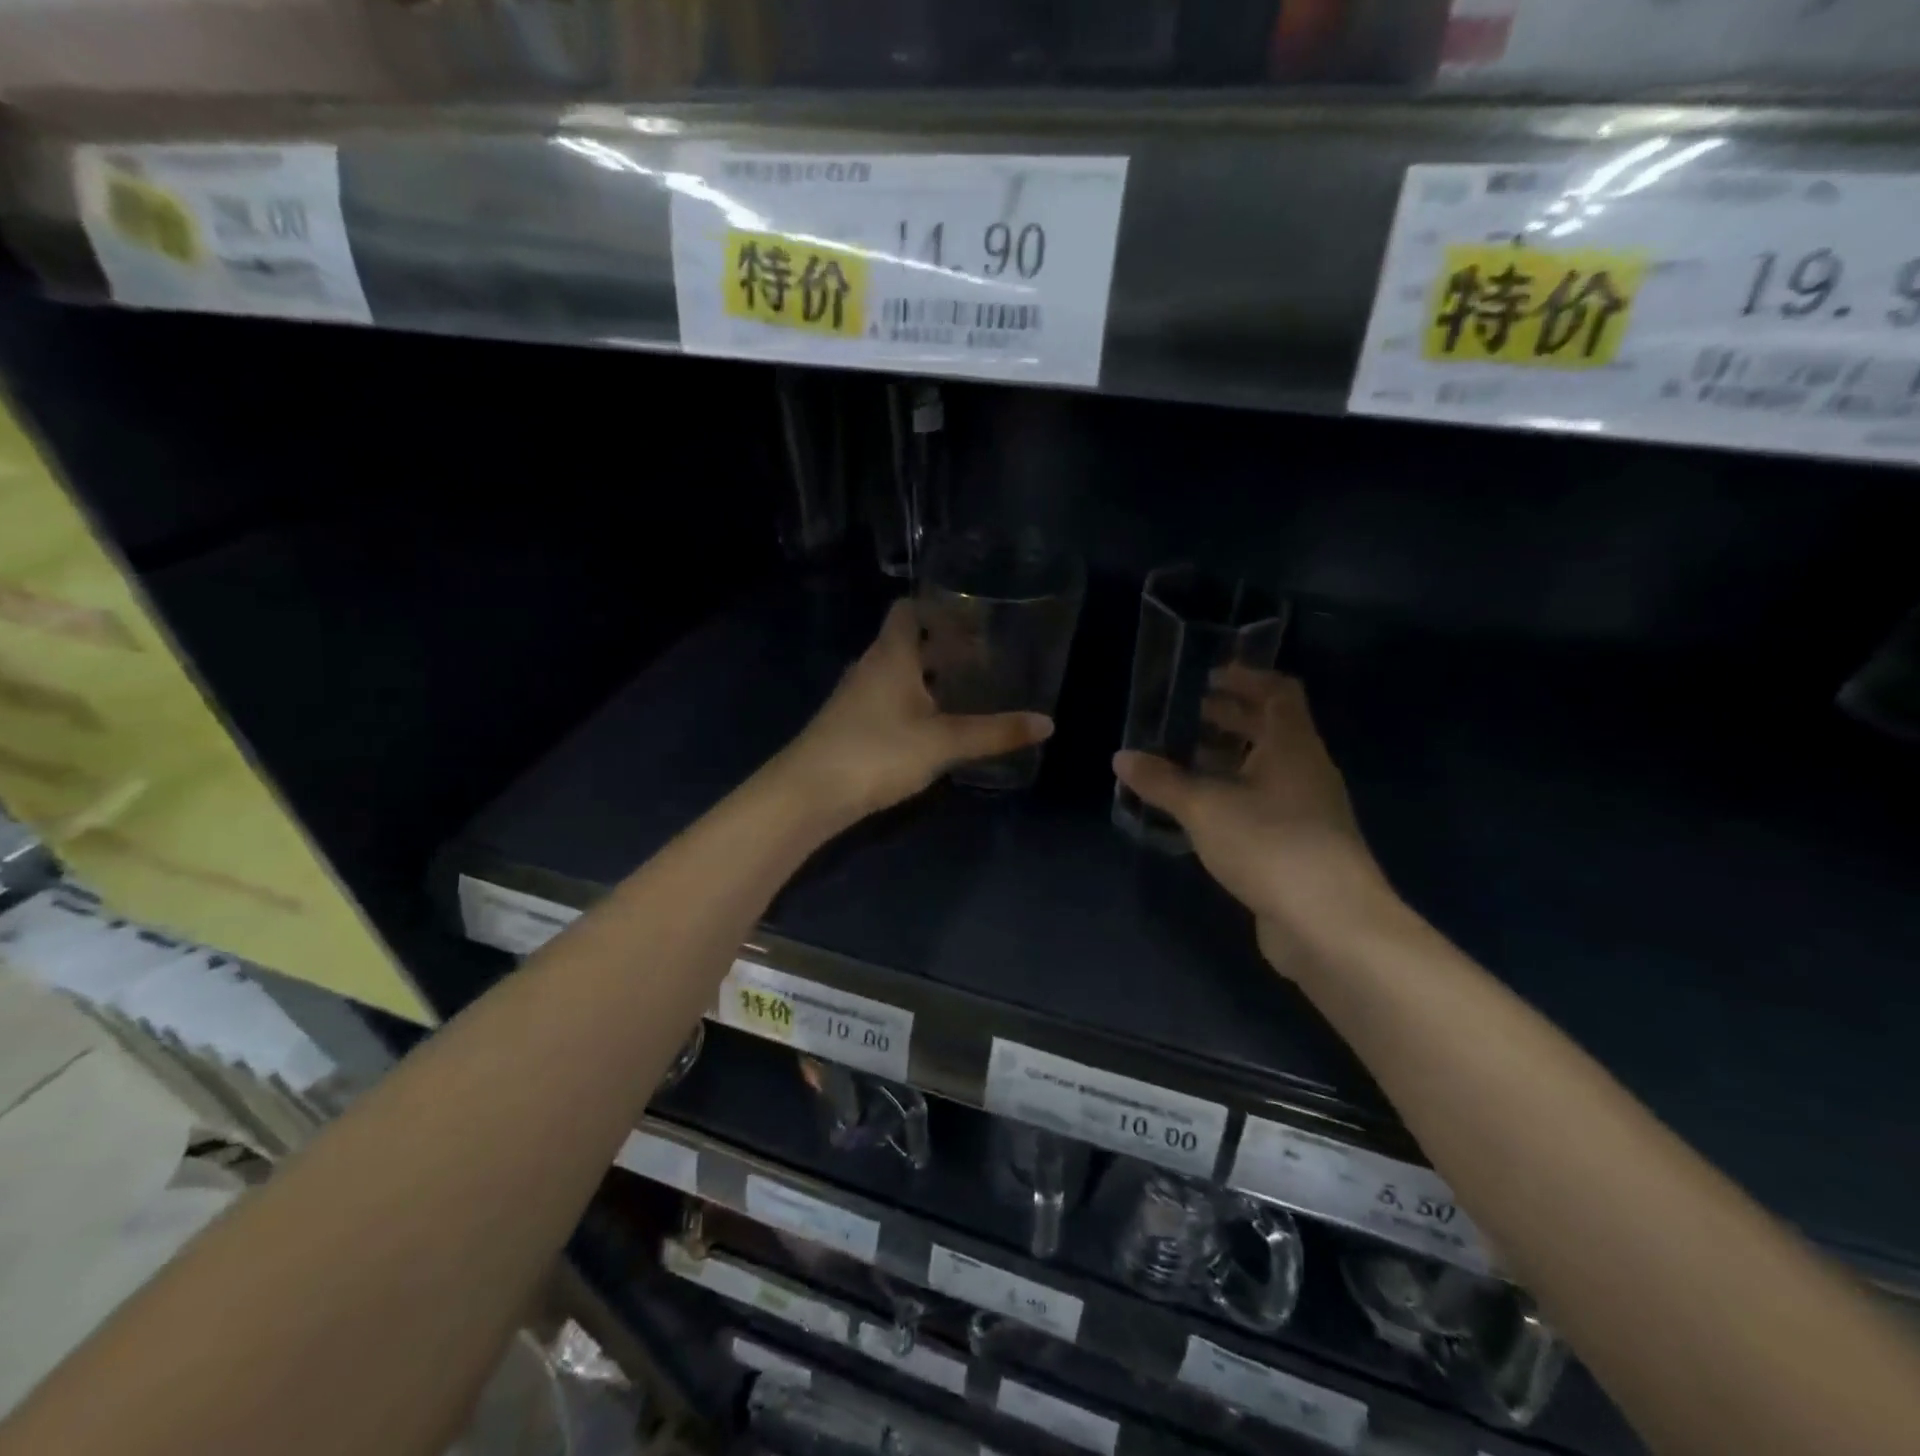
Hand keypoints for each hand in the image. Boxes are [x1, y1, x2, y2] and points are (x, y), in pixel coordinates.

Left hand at [781, 601, 1052, 823]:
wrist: (808, 793)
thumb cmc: (877, 752)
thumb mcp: (944, 742)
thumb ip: (994, 732)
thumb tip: (1047, 723)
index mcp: (891, 654)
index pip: (909, 609)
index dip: (938, 606)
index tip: (973, 616)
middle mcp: (870, 666)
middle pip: (907, 642)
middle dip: (943, 647)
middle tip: (984, 657)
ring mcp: (855, 697)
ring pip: (896, 674)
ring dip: (928, 678)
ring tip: (967, 690)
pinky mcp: (849, 724)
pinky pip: (887, 700)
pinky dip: (912, 703)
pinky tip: (934, 726)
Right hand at [1113, 667, 1390, 960]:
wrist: (1329, 923)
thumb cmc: (1269, 844)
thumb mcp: (1204, 808)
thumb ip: (1162, 781)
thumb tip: (1121, 757)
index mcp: (1293, 746)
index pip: (1279, 692)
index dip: (1247, 678)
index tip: (1209, 676)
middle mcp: (1306, 770)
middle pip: (1271, 729)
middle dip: (1230, 718)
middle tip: (1186, 715)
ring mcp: (1307, 810)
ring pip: (1266, 769)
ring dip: (1228, 759)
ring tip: (1184, 761)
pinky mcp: (1300, 845)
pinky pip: (1264, 803)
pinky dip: (1233, 795)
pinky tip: (1201, 810)